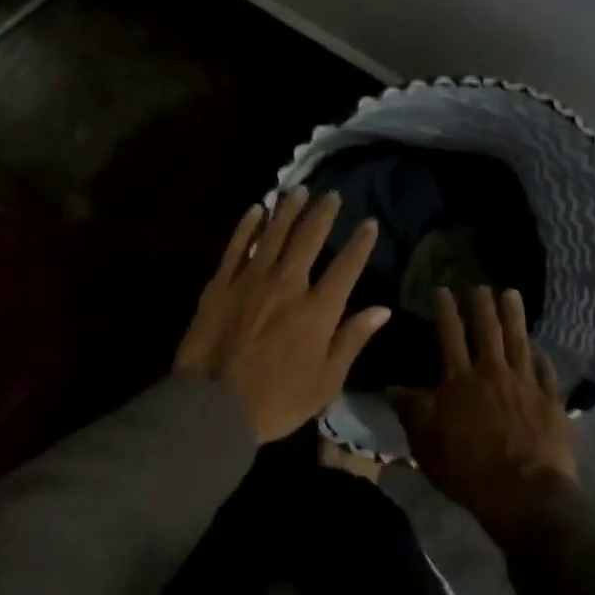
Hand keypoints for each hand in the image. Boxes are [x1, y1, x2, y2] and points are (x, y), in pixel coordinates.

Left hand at [175, 189, 391, 443]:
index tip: (370, 223)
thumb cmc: (277, 400)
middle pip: (308, 239)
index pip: (346, 267)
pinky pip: (237, 246)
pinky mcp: (220, 284)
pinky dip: (248, 226)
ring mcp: (250, 280)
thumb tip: (381, 309)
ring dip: (287, 210)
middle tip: (332, 195)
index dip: (360, 243)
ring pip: (273, 234)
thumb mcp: (326, 381)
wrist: (213, 405)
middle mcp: (287, 284)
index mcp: (317, 310)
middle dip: (323, 214)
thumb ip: (352, 340)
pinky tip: (256, 210)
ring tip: (297, 190)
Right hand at [388, 286, 577, 542]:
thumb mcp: (427, 444)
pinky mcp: (551, 402)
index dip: (446, 311)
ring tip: (512, 294)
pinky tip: (540, 348)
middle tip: (482, 286)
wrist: (526, 496)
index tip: (444, 290)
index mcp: (460, 381)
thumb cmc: (469, 471)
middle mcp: (493, 374)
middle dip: (483, 306)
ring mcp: (526, 385)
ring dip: (514, 316)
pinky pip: (546, 372)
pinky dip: (542, 357)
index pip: (450, 336)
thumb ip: (412, 412)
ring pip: (519, 342)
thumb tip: (391, 387)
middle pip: (488, 332)